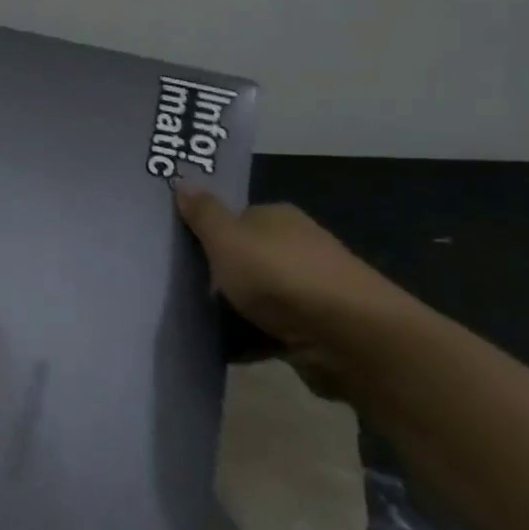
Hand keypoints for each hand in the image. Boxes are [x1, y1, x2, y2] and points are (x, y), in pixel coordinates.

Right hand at [175, 189, 416, 389]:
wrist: (350, 337)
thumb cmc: (281, 278)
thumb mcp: (229, 240)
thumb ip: (204, 214)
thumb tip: (183, 179)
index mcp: (277, 218)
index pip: (235, 219)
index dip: (206, 234)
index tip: (178, 255)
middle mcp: (296, 246)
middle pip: (245, 257)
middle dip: (217, 275)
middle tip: (180, 291)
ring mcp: (308, 288)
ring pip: (257, 296)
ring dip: (232, 310)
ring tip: (195, 324)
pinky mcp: (314, 327)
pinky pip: (269, 329)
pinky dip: (250, 339)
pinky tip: (225, 350)